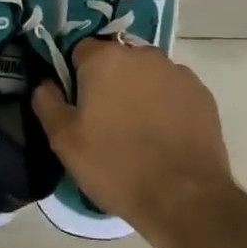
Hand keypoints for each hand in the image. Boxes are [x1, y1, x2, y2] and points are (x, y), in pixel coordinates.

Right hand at [31, 39, 234, 232]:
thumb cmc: (115, 165)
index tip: (77, 103)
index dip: (75, 75)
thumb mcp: (65, 141)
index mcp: (105, 59)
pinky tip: (164, 135)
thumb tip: (44, 85)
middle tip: (105, 118)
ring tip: (138, 129)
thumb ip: (48, 104)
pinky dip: (166, 104)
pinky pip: (173, 90)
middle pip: (117, 59)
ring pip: (147, 73)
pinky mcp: (202, 93)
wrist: (183, 197)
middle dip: (109, 80)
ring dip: (139, 90)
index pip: (81, 50)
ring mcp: (177, 72)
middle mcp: (143, 54)